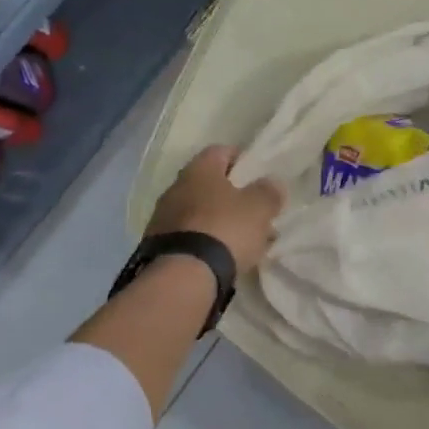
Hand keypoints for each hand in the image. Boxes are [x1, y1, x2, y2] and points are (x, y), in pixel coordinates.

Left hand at [145, 145, 285, 272]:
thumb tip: (272, 182)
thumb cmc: (225, 229)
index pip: (220, 151)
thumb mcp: (259, 208)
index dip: (241, 160)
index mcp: (199, 169)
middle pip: (208, 184)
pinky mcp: (156, 247)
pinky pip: (188, 236)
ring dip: (217, 221)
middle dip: (231, 196)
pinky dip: (204, 242)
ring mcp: (162, 218)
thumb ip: (269, 191)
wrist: (181, 277)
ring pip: (198, 212)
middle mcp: (175, 187)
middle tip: (253, 211)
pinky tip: (221, 257)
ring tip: (241, 240)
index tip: (256, 175)